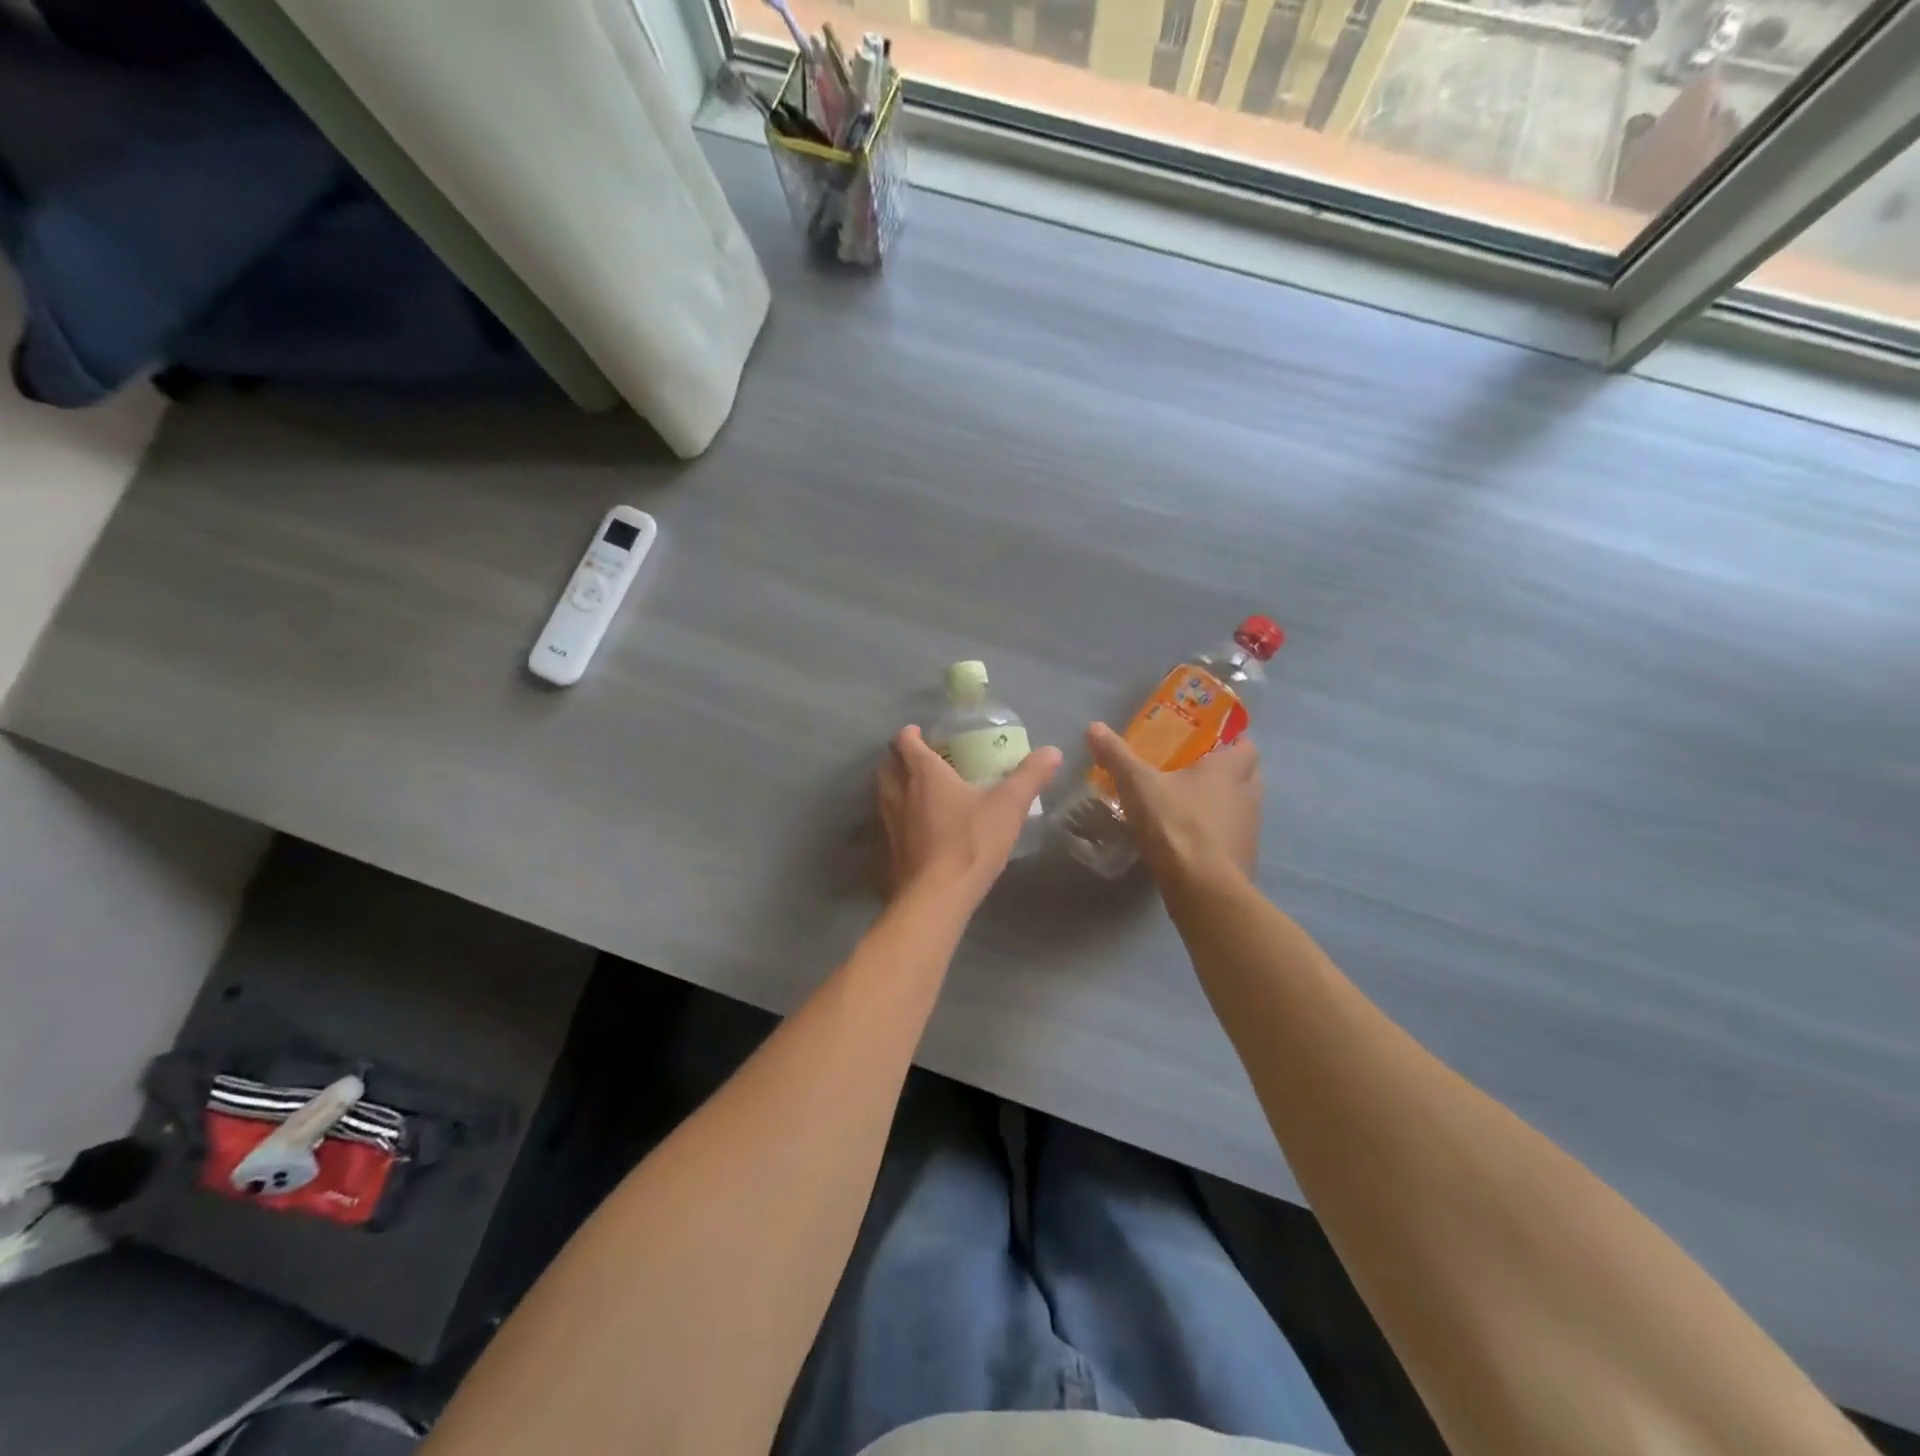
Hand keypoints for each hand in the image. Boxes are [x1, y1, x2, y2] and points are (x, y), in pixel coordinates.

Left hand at [876, 726, 1061, 906]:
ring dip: (893, 789)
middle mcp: (894, 792)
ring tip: (914, 797)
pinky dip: (891, 823)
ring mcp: (882, 823)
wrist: (934, 899)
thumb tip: (1053, 751)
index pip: (905, 741)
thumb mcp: (1009, 807)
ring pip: (880, 795)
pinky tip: (909, 836)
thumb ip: (1029, 776)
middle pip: (887, 765)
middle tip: (919, 764)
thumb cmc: (970, 843)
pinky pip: (880, 827)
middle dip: (899, 759)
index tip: (919, 734)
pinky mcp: (878, 852)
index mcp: (922, 773)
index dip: (910, 734)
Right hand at [1086, 722, 1260, 886]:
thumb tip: (1094, 726)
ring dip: (1223, 803)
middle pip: (1247, 774)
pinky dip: (1218, 833)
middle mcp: (1249, 794)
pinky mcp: (1244, 857)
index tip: (1209, 741)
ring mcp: (1250, 829)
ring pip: (1241, 806)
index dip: (1232, 740)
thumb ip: (1117, 756)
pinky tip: (1192, 839)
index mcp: (1230, 769)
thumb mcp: (1138, 785)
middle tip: (1195, 770)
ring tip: (1190, 805)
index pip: (1246, 745)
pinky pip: (1233, 836)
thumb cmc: (1175, 824)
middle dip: (1226, 771)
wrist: (1202, 887)